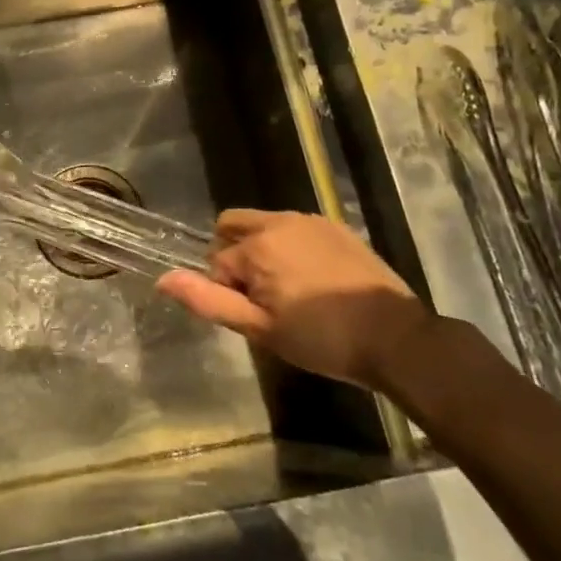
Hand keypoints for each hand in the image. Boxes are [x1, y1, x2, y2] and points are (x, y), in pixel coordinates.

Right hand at [156, 210, 431, 388]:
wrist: (396, 338)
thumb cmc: (322, 339)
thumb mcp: (260, 329)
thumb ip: (208, 300)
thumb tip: (163, 278)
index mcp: (257, 245)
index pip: (216, 262)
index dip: (227, 291)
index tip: (254, 316)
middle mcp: (279, 221)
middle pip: (232, 226)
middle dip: (234, 255)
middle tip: (262, 297)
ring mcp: (310, 220)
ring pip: (264, 225)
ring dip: (262, 250)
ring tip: (290, 292)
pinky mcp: (336, 226)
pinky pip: (295, 228)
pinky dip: (290, 247)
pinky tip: (314, 281)